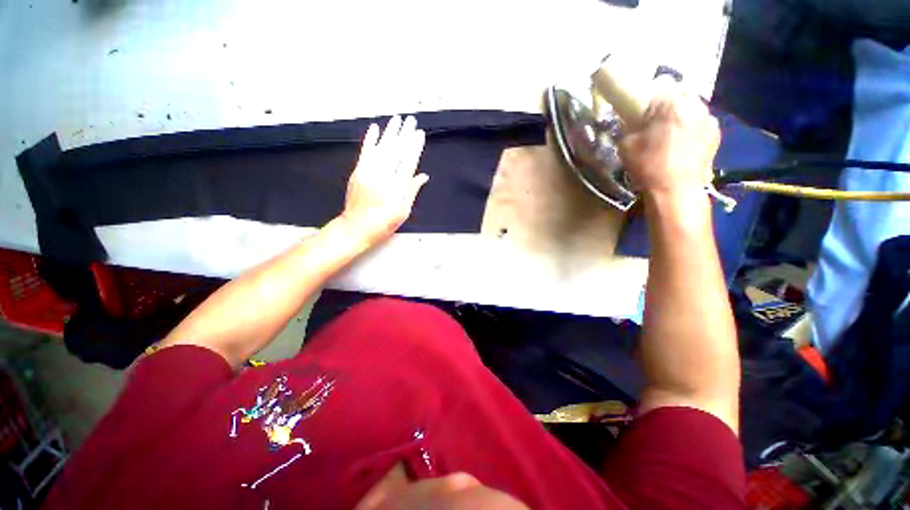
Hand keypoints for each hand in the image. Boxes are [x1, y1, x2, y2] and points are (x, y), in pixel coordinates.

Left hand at [340, 115, 428, 246]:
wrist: (356, 228)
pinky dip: (370, 140)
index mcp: (397, 187)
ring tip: (397, 120)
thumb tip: (423, 176)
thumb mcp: (403, 212)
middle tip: (411, 120)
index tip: (419, 134)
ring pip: (381, 148)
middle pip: (395, 151)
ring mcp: (368, 173)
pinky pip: (365, 153)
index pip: (408, 162)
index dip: (414, 147)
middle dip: (404, 134)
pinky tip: (374, 129)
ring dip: (389, 133)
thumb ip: (412, 191)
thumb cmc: (382, 223)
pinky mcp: (357, 172)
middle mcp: (383, 177)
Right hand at [618, 83, 719, 197]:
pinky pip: (700, 122)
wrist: (675, 191)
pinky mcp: (716, 133)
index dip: (648, 94)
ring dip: (680, 114)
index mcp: (672, 102)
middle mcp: (695, 103)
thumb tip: (632, 119)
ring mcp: (709, 118)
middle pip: (679, 93)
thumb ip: (630, 125)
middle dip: (666, 103)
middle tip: (653, 121)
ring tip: (668, 133)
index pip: (660, 83)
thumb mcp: (626, 144)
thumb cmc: (648, 166)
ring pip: (691, 107)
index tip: (639, 108)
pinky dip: (691, 127)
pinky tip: (681, 143)